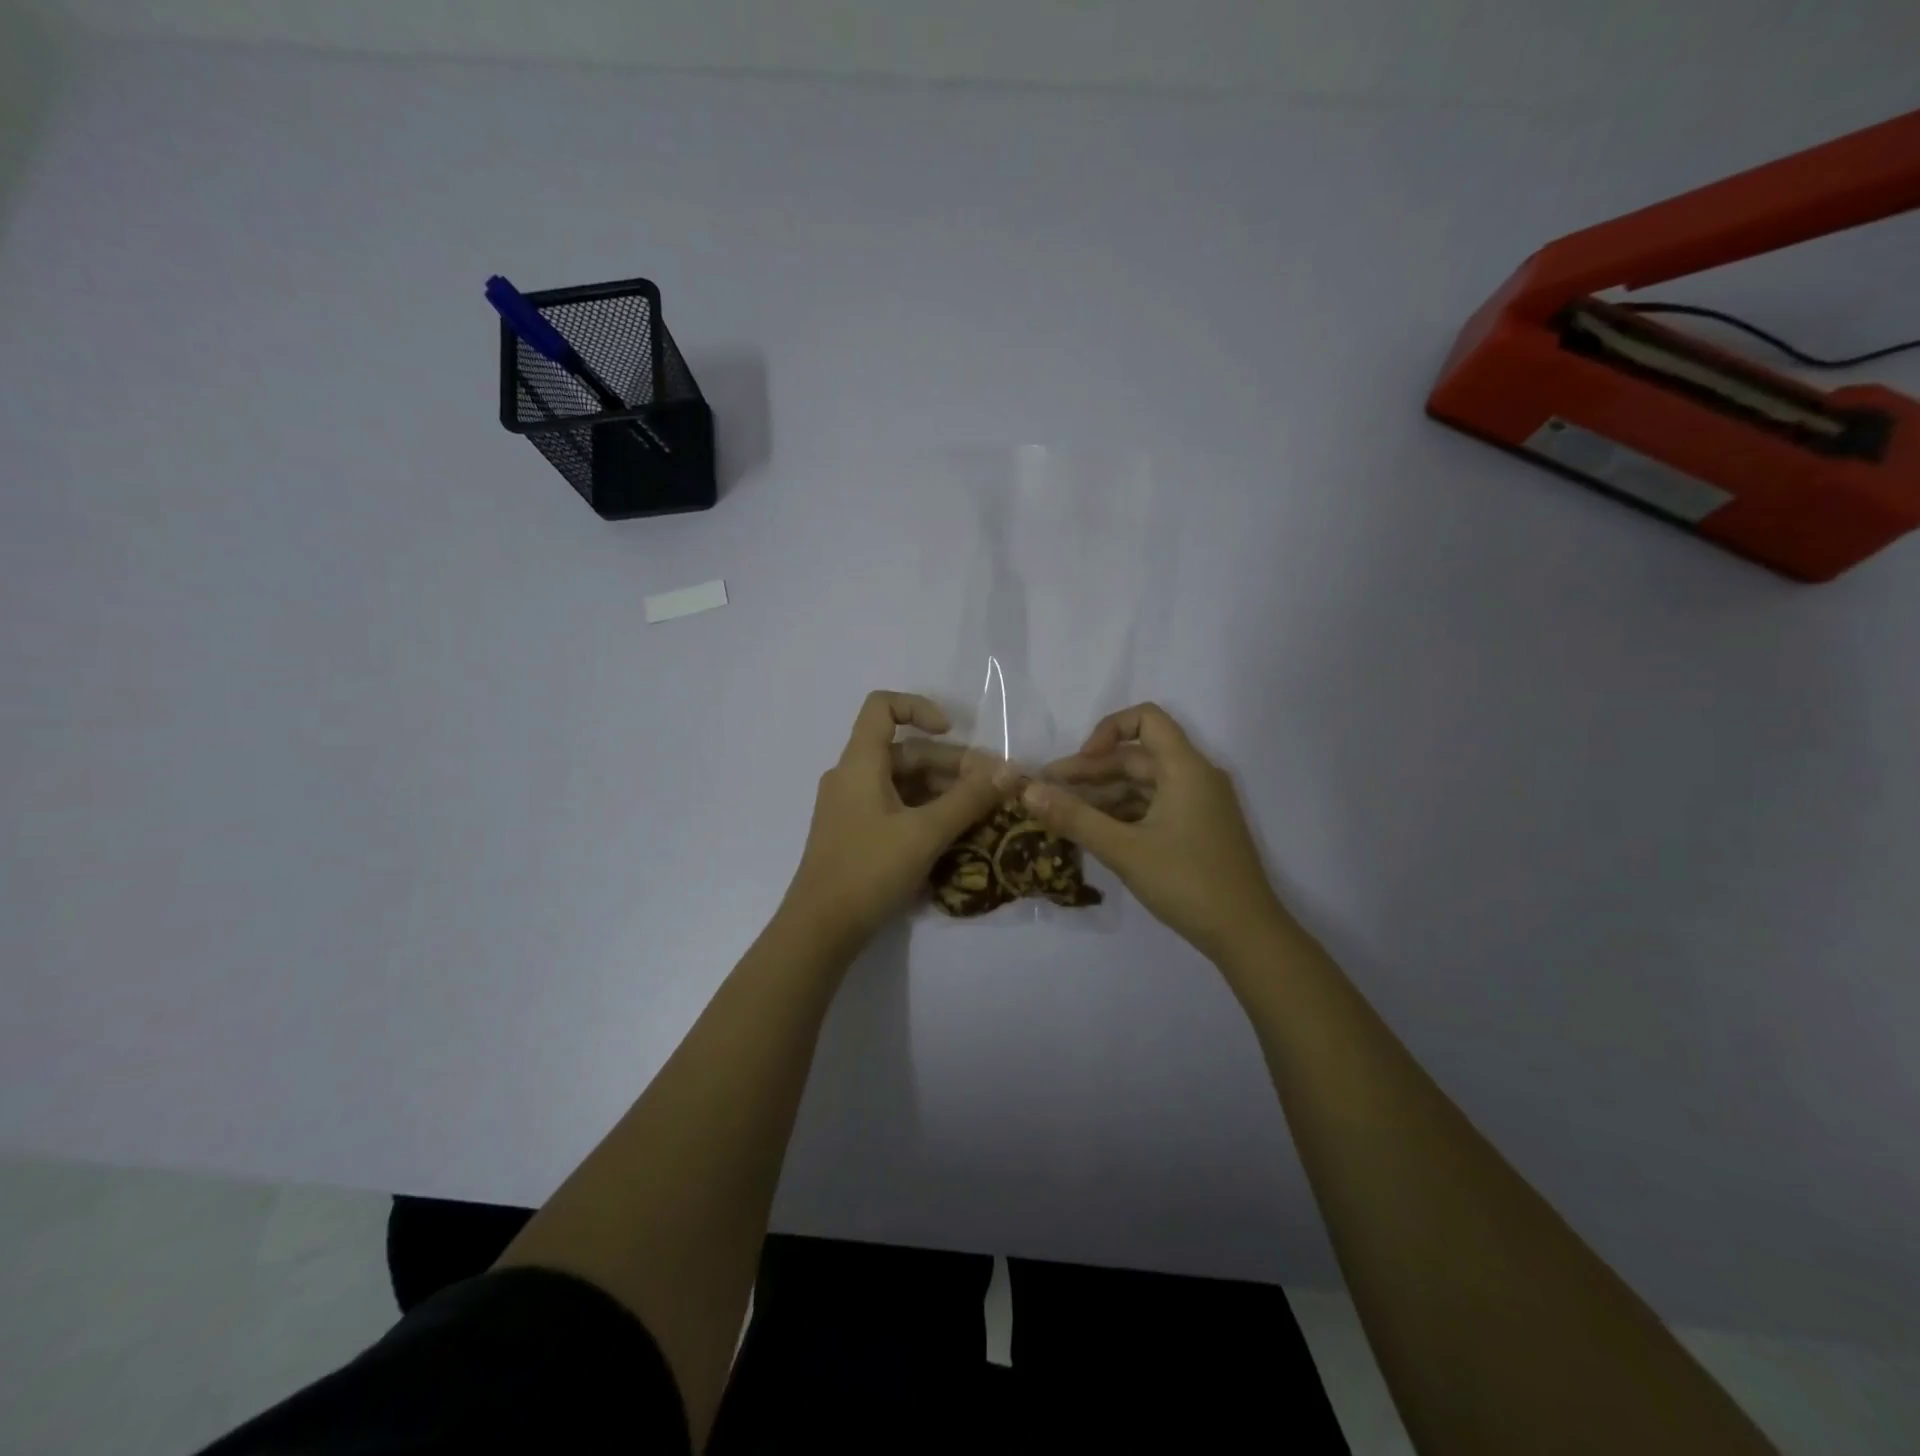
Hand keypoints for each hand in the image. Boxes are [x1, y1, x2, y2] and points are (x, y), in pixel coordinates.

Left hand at [784, 692, 1009, 949]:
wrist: (820, 930)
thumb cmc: (869, 870)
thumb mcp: (926, 833)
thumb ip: (969, 799)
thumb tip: (1011, 770)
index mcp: (860, 763)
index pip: (883, 707)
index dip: (919, 708)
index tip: (953, 732)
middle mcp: (851, 777)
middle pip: (904, 751)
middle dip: (950, 764)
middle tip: (992, 788)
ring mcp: (851, 807)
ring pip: (903, 783)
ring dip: (942, 791)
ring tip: (982, 813)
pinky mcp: (855, 834)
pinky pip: (895, 808)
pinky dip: (925, 812)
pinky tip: (955, 834)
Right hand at [1021, 703, 1285, 959]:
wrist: (1247, 935)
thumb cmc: (1187, 883)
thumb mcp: (1124, 850)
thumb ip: (1074, 817)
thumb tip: (1028, 791)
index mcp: (1186, 768)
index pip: (1146, 719)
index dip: (1107, 731)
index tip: (1079, 764)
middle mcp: (1195, 777)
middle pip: (1137, 756)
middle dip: (1091, 771)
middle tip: (1048, 793)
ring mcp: (1199, 804)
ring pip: (1143, 785)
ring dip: (1104, 795)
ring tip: (1064, 815)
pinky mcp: (1198, 829)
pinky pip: (1154, 807)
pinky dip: (1123, 813)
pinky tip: (1095, 832)